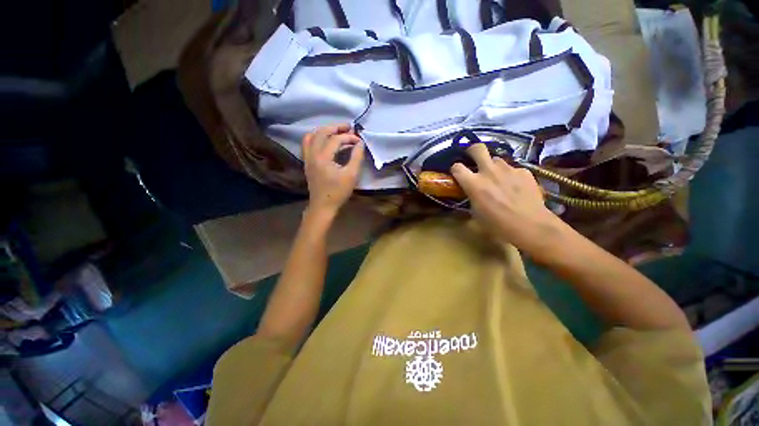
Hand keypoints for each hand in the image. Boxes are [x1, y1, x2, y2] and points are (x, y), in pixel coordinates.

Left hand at [302, 124, 364, 215]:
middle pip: (321, 132)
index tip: (359, 140)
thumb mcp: (351, 175)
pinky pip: (307, 144)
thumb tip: (360, 143)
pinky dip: (316, 138)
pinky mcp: (307, 162)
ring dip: (324, 131)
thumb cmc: (338, 192)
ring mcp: (307, 158)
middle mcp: (312, 154)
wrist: (323, 206)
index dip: (349, 137)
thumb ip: (356, 157)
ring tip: (336, 131)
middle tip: (348, 127)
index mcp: (323, 157)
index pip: (336, 139)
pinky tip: (325, 141)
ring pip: (311, 136)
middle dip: (335, 127)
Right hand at [450, 144, 564, 254]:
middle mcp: (489, 171)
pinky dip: (510, 175)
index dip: (455, 169)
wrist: (531, 226)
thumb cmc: (498, 225)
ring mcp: (508, 169)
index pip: (457, 167)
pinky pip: (513, 168)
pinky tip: (515, 186)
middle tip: (473, 158)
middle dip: (472, 150)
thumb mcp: (476, 214)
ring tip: (497, 178)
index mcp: (474, 184)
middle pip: (477, 148)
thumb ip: (471, 198)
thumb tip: (472, 193)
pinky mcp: (524, 172)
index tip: (458, 174)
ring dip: (493, 166)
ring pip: (496, 159)